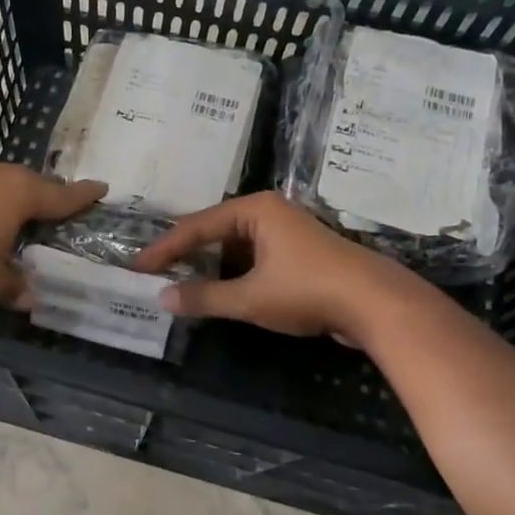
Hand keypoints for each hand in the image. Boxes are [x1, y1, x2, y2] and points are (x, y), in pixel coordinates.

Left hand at [0, 165, 105, 303]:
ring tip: (23, 218)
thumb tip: (32, 299)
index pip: (63, 196)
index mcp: (23, 194)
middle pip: (34, 185)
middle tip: (62, 211)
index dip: (84, 195)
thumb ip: (15, 286)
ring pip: (4, 186)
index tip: (102, 188)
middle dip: (49, 197)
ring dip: (16, 200)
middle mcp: (0, 178)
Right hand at [134, 192, 432, 340]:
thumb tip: (163, 297)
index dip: (165, 249)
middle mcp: (268, 212)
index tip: (137, 266)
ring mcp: (286, 231)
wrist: (376, 304)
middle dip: (187, 255)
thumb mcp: (250, 298)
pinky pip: (254, 258)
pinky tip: (221, 291)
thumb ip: (205, 297)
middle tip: (156, 274)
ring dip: (211, 267)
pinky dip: (234, 273)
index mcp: (254, 210)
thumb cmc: (308, 290)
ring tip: (182, 285)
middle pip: (215, 232)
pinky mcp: (298, 253)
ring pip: (235, 247)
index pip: (196, 226)